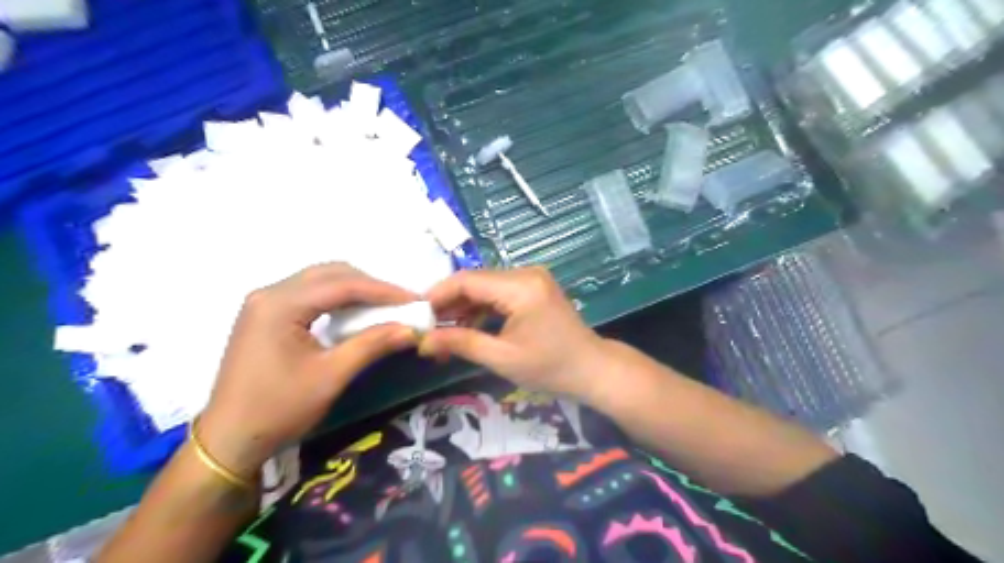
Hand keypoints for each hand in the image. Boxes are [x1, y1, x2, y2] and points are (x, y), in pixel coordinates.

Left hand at [198, 263, 418, 478]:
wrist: (229, 440)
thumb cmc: (279, 408)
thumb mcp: (331, 376)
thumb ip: (372, 344)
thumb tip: (412, 329)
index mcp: (280, 304)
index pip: (343, 284)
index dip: (383, 290)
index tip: (414, 300)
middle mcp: (270, 293)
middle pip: (331, 274)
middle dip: (370, 285)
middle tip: (400, 303)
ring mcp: (264, 303)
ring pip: (320, 281)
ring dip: (354, 290)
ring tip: (383, 307)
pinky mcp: (265, 315)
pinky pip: (309, 294)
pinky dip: (336, 299)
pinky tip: (353, 314)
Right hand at [420, 267, 606, 399]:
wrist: (592, 369)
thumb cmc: (551, 368)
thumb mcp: (502, 358)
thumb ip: (461, 343)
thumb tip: (422, 342)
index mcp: (521, 286)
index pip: (467, 281)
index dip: (437, 296)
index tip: (415, 315)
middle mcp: (526, 273)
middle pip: (475, 282)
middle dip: (448, 305)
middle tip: (425, 330)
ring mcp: (531, 279)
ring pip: (484, 288)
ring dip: (463, 309)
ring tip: (441, 335)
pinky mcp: (533, 288)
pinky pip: (498, 294)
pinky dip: (481, 310)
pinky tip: (465, 329)